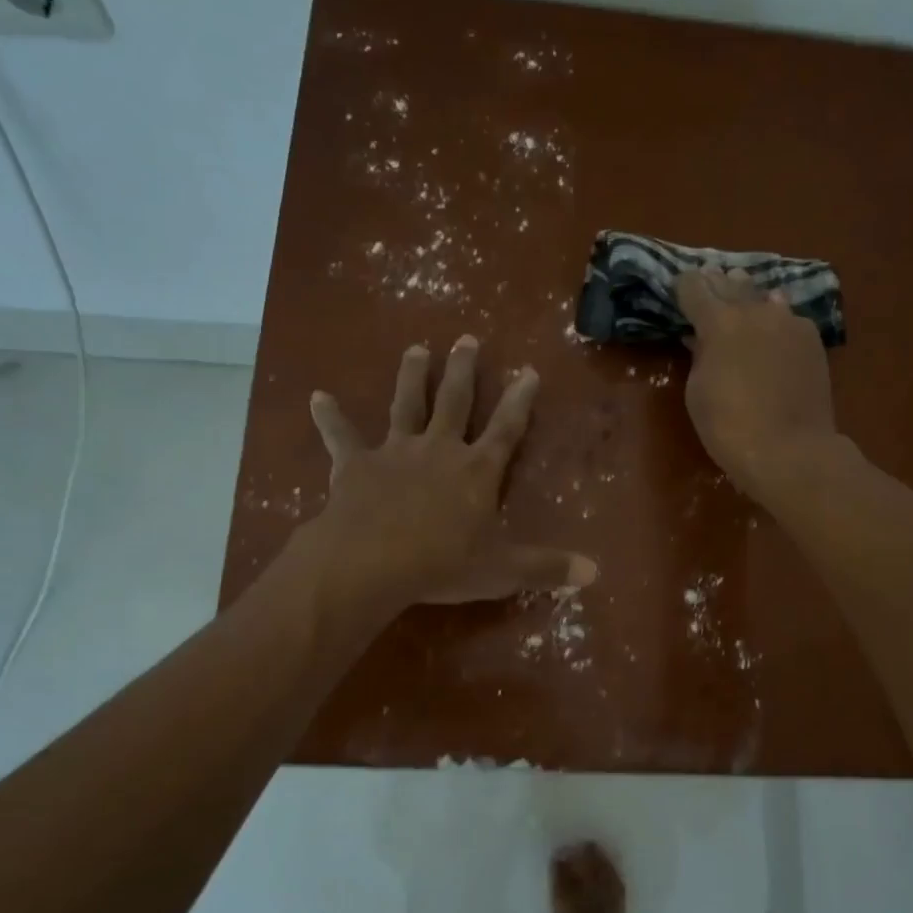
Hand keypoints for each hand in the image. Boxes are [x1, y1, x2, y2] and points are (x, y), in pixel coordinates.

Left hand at [306, 335, 597, 608]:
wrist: (372, 562)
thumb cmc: (443, 564)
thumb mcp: (502, 570)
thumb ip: (547, 568)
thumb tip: (595, 573)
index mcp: (477, 471)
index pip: (506, 428)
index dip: (520, 400)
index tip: (529, 370)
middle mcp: (440, 449)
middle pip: (455, 402)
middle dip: (463, 370)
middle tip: (466, 339)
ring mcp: (396, 452)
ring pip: (406, 405)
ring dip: (411, 376)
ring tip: (416, 349)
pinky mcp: (356, 464)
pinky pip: (341, 437)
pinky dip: (329, 418)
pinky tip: (317, 398)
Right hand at [675, 266, 837, 500]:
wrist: (789, 449)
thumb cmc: (728, 426)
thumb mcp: (698, 390)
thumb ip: (700, 355)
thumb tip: (701, 337)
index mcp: (719, 322)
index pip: (694, 287)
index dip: (683, 286)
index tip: (678, 288)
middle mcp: (755, 311)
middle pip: (730, 284)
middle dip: (715, 282)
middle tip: (706, 278)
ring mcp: (789, 321)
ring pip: (763, 295)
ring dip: (747, 294)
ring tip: (739, 290)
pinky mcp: (812, 339)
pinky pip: (787, 316)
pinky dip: (774, 316)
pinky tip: (772, 322)